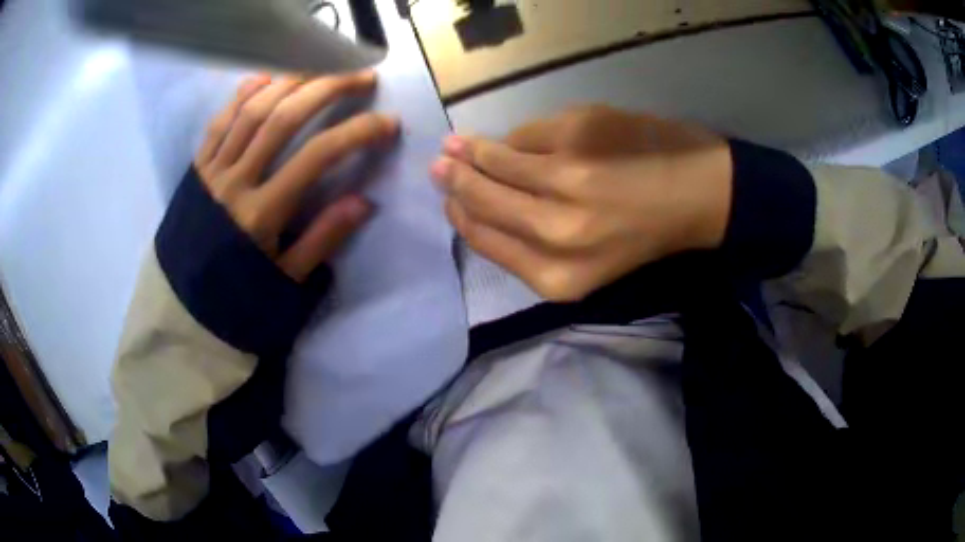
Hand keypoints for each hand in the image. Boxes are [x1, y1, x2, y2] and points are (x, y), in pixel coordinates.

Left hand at [196, 71, 398, 281]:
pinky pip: (219, 122)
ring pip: (251, 111)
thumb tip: (364, 201)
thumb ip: (322, 239)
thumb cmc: (238, 297)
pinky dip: (242, 95)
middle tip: (360, 77)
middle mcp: (235, 182)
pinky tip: (266, 77)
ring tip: (321, 68)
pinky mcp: (197, 168)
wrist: (183, 307)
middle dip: (327, 88)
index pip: (316, 157)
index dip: (357, 132)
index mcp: (261, 214)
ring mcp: (212, 171)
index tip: (388, 121)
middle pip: (283, 119)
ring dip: (290, 82)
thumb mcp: (286, 281)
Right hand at [432, 105, 731, 301]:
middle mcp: (557, 231)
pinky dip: (516, 136)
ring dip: (471, 150)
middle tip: (439, 166)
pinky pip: (528, 132)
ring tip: (455, 144)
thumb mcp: (588, 264)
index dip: (461, 217)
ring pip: (498, 160)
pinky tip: (508, 139)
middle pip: (484, 200)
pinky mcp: (580, 132)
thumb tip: (479, 199)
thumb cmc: (645, 236)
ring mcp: (567, 176)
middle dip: (455, 181)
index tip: (448, 202)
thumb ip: (531, 241)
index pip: (487, 241)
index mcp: (559, 275)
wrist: (700, 195)